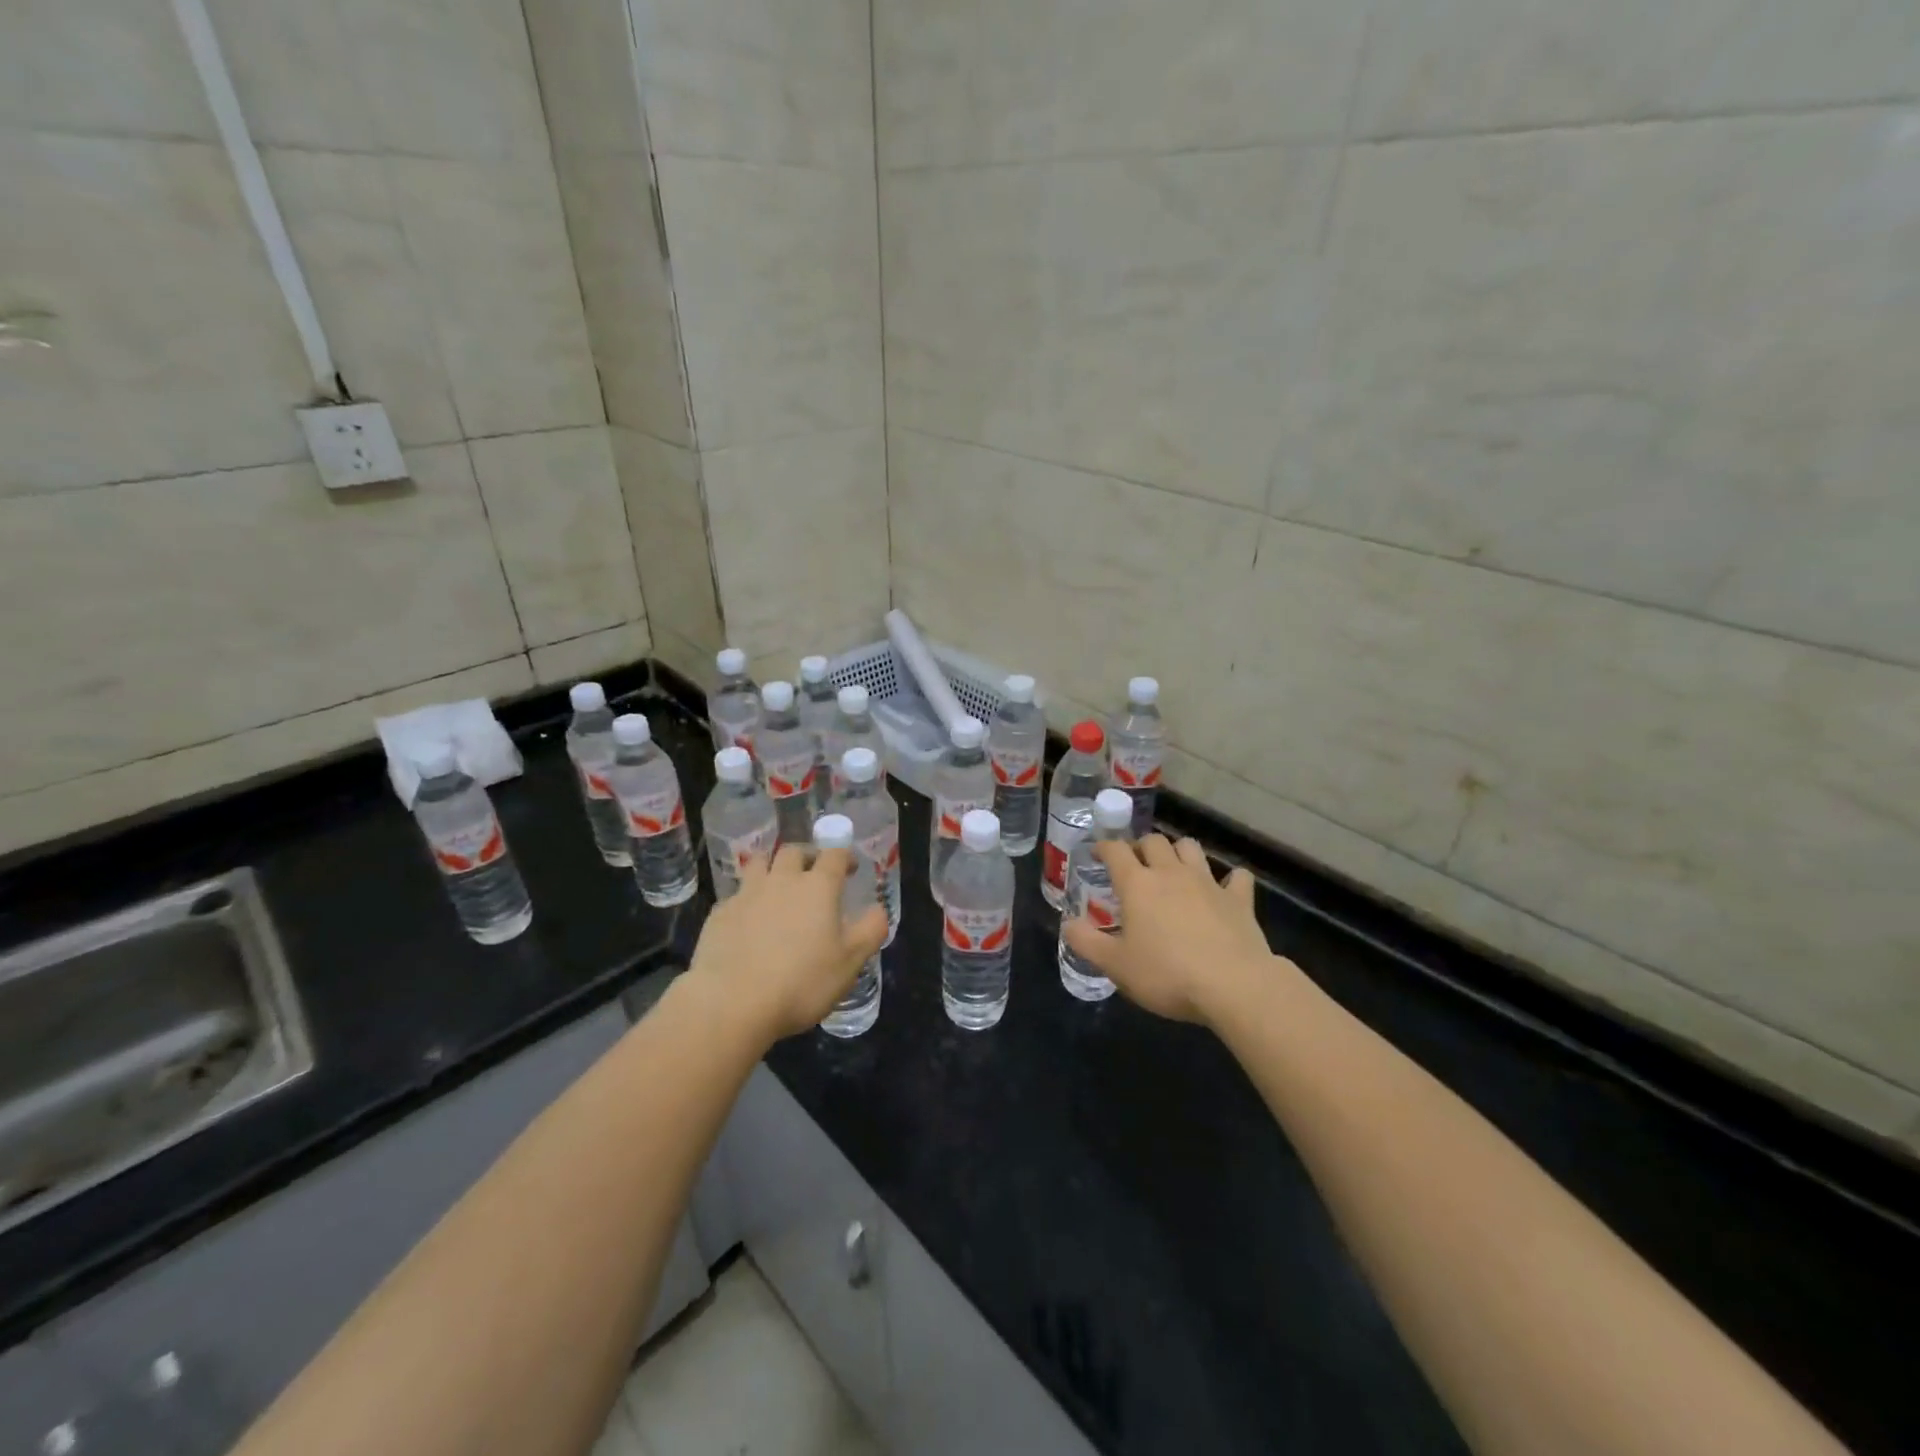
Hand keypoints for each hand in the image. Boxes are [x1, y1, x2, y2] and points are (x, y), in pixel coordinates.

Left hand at [684, 845, 888, 1044]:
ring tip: (778, 885)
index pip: (834, 855)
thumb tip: (879, 909)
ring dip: (772, 867)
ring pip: (759, 863)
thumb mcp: (849, 962)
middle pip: (794, 851)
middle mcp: (782, 880)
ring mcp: (746, 894)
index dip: (844, 856)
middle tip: (813, 873)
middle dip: (807, 856)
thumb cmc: (801, 982)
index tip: (850, 868)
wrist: (731, 1002)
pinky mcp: (719, 914)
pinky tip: (749, 920)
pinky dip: (747, 899)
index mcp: (818, 887)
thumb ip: (870, 931)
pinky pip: (737, 894)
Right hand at [1061, 834, 1275, 1024]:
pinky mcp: (1239, 899)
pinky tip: (1225, 889)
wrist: (1233, 985)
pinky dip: (1229, 879)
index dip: (1103, 847)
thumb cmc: (1167, 974)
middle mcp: (1171, 873)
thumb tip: (1067, 924)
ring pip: (1191, 848)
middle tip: (1135, 864)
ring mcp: (1208, 882)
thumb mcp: (1116, 965)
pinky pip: (1236, 877)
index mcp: (1137, 884)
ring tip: (1173, 869)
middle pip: (1154, 841)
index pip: (1115, 850)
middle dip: (1141, 847)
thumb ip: (1086, 942)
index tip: (1097, 853)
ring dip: (1179, 852)